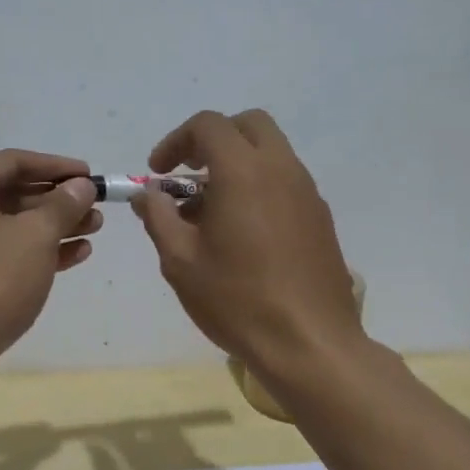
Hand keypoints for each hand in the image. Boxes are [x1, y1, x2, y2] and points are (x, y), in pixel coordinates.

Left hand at [0, 149, 100, 364]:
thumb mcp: (35, 236)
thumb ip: (62, 205)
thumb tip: (81, 186)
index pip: (13, 162)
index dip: (57, 167)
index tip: (90, 176)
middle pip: (9, 193)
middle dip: (56, 202)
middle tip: (95, 209)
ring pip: (5, 225)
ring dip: (49, 227)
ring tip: (93, 231)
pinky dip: (29, 252)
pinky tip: (72, 257)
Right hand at [132, 110, 360, 371]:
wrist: (310, 344)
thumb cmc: (237, 300)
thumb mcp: (180, 261)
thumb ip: (159, 218)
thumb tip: (148, 195)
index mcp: (243, 171)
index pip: (208, 125)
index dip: (176, 141)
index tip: (158, 172)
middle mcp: (281, 169)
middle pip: (248, 125)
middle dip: (213, 140)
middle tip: (189, 175)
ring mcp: (307, 192)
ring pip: (270, 153)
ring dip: (237, 165)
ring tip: (209, 214)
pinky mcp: (320, 218)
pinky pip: (285, 182)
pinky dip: (259, 187)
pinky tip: (242, 235)